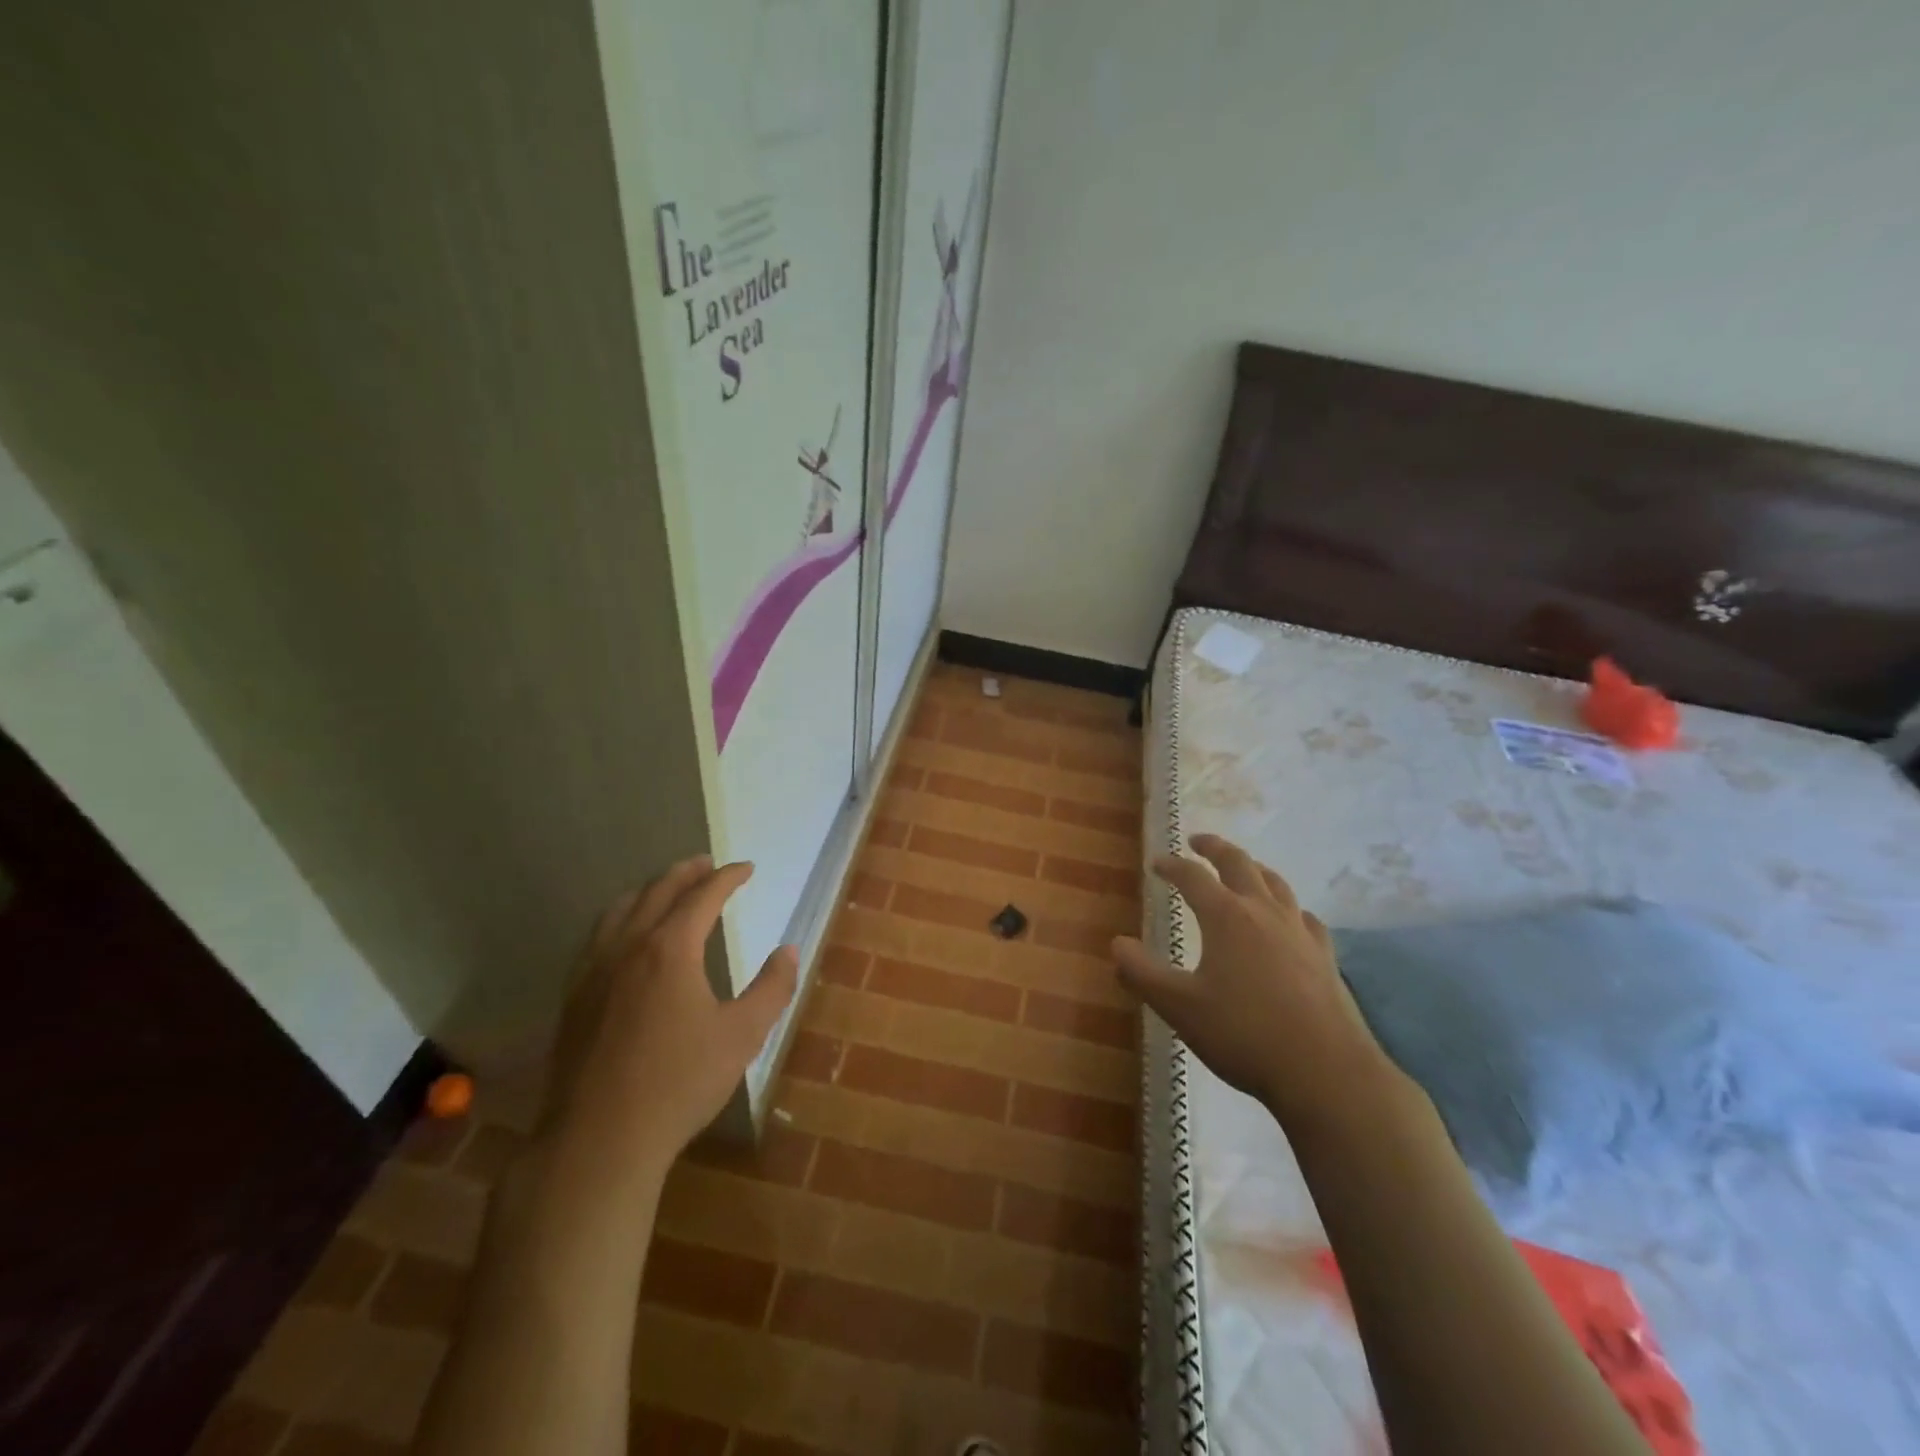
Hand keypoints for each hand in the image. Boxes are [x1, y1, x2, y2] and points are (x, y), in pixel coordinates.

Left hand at [548, 855, 796, 1161]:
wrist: (599, 1139)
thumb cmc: (679, 1083)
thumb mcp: (743, 1036)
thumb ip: (772, 988)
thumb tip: (789, 951)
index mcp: (671, 948)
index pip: (703, 895)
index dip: (728, 877)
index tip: (747, 868)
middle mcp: (628, 946)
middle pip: (658, 891)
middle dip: (687, 872)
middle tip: (708, 864)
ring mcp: (593, 970)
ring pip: (621, 909)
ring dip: (650, 890)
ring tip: (668, 888)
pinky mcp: (573, 996)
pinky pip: (598, 936)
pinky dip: (621, 918)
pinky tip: (626, 937)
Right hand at [1112, 834, 1402, 1130]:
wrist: (1325, 1071)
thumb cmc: (1243, 1034)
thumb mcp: (1179, 1007)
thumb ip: (1141, 974)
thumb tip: (1116, 944)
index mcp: (1226, 916)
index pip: (1193, 876)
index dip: (1172, 865)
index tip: (1157, 862)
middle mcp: (1264, 912)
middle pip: (1239, 863)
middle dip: (1215, 848)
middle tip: (1198, 841)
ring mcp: (1299, 932)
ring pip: (1276, 884)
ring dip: (1254, 869)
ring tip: (1243, 869)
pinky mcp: (1325, 957)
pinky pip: (1305, 917)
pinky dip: (1289, 907)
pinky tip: (1290, 920)